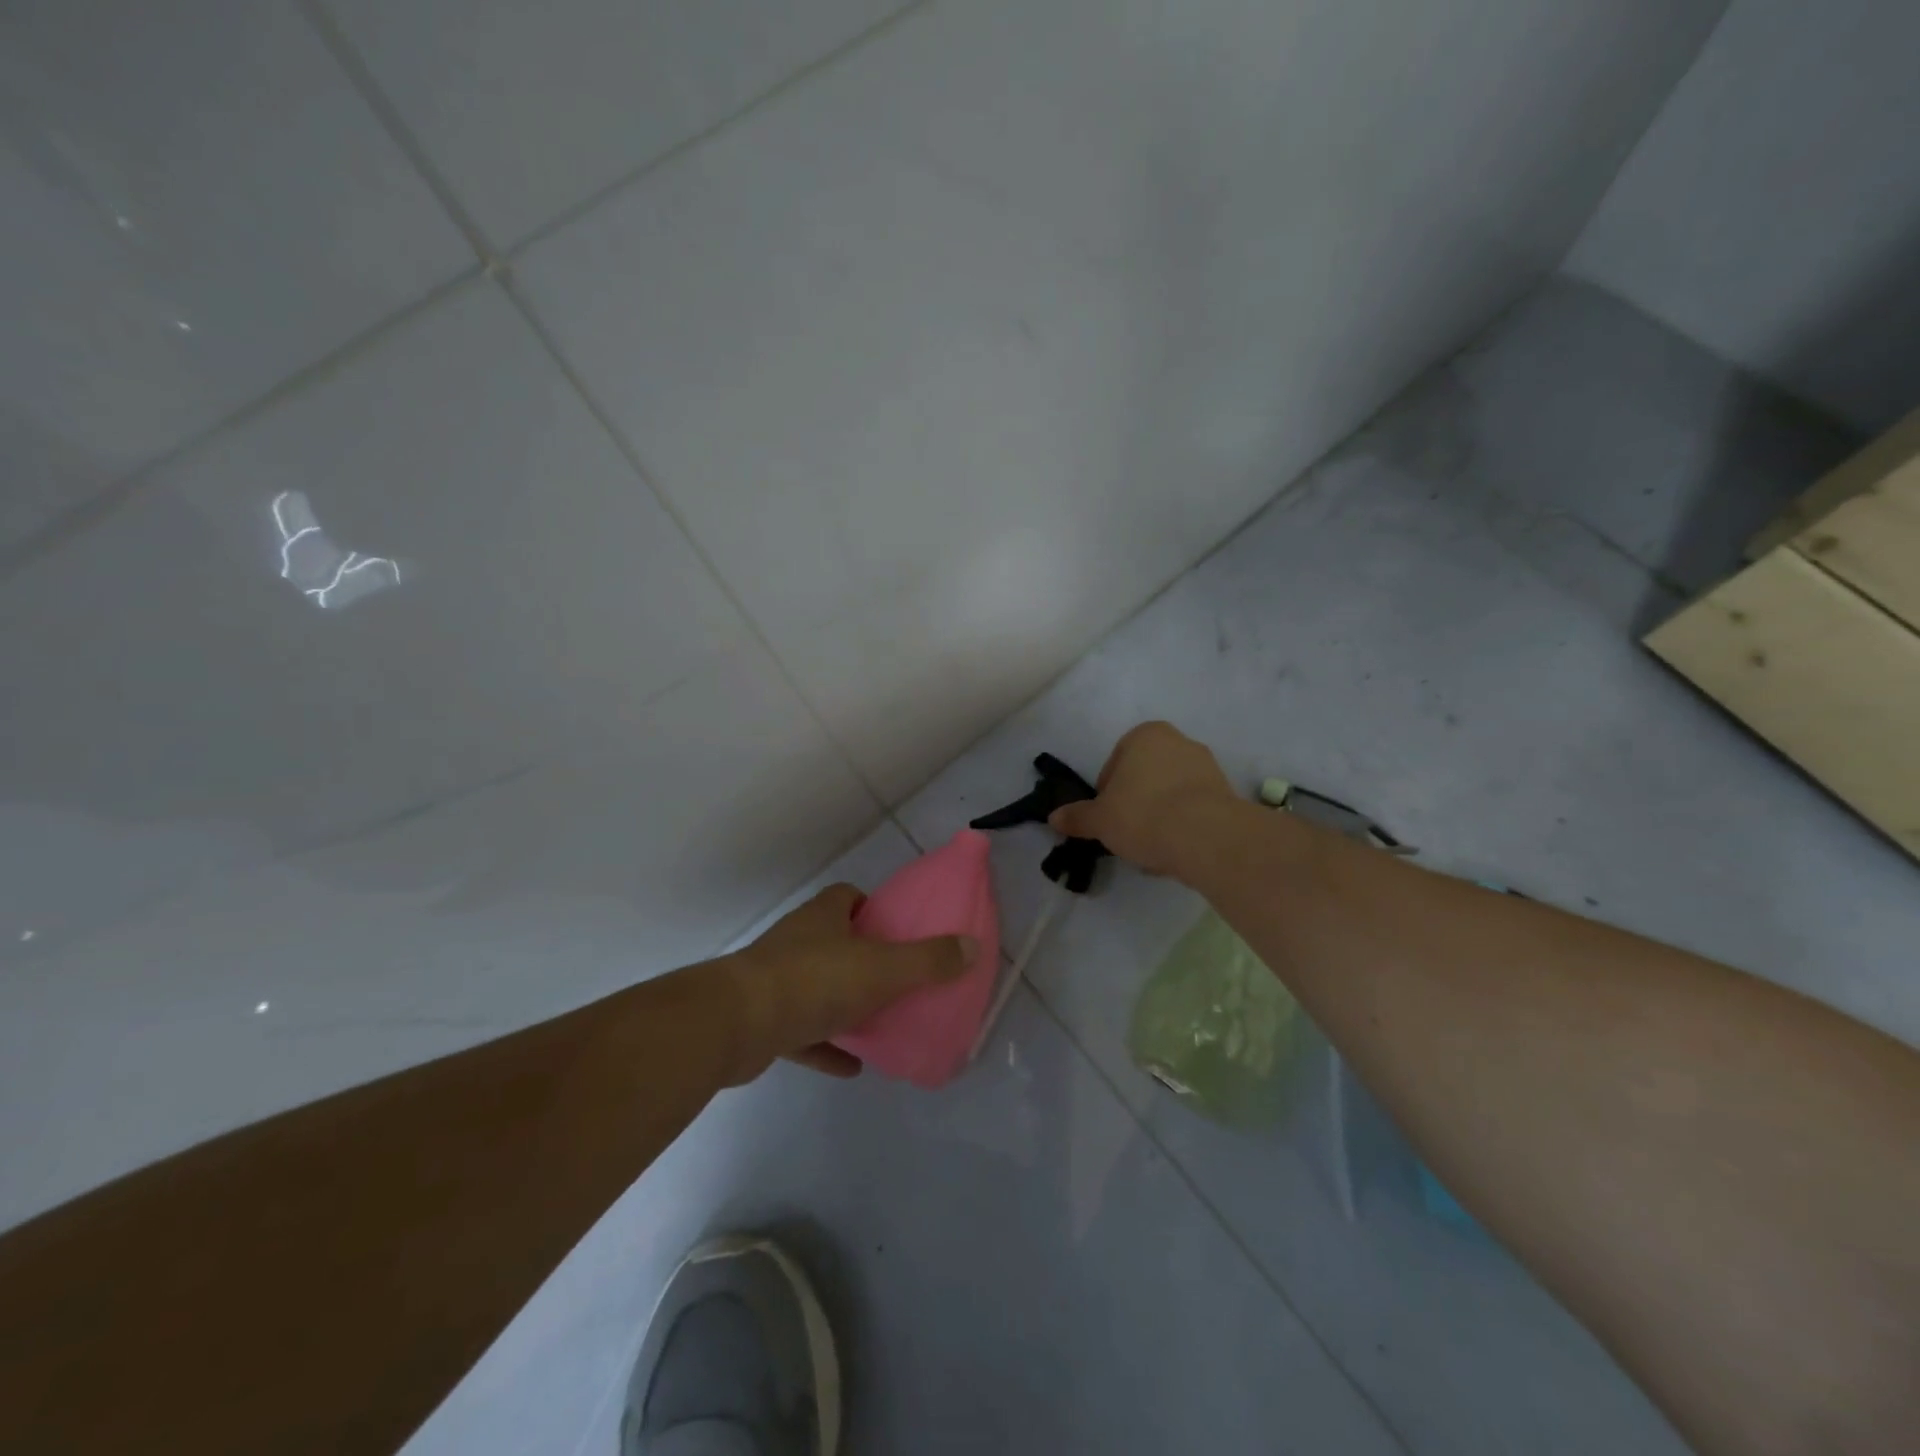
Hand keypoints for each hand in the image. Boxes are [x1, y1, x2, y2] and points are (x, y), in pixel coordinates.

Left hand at [718, 883, 974, 1083]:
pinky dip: (827, 1046)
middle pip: (834, 940)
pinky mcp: (764, 1021)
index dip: (872, 908)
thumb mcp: (883, 968)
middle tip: (896, 979)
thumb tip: (972, 946)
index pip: (847, 897)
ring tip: (880, 1022)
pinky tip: (854, 1066)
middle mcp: (798, 941)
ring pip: (817, 986)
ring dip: (844, 1003)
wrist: (737, 1024)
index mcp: (823, 917)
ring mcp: (777, 981)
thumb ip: (928, 960)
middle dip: (862, 957)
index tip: (896, 929)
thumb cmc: (815, 981)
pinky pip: (803, 1032)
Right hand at [1047, 720, 1238, 876]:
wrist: (1207, 837)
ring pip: (1171, 793)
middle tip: (1127, 833)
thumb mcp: (1100, 819)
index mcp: (1145, 735)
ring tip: (1152, 847)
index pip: (1115, 763)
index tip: (1107, 818)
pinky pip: (1194, 808)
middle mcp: (1179, 741)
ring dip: (1160, 815)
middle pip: (1145, 776)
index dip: (1106, 793)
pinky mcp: (1227, 792)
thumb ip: (1077, 817)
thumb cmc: (1144, 815)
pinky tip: (1175, 849)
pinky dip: (1183, 824)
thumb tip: (1054, 817)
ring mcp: (1207, 766)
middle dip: (1135, 802)